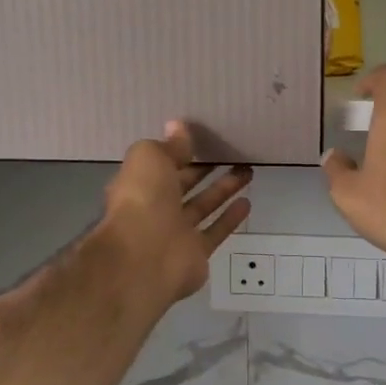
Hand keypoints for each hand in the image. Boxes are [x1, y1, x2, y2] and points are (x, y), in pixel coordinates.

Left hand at [100, 122, 253, 304]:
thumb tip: (178, 127)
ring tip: (246, 171)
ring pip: (203, 206)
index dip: (181, 152)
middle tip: (230, 153)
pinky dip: (230, 218)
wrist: (145, 257)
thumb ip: (168, 145)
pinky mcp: (196, 253)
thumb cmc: (142, 199)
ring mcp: (176, 233)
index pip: (162, 165)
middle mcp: (155, 209)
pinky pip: (215, 231)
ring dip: (223, 189)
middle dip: (204, 170)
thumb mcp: (150, 158)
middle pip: (183, 185)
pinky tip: (247, 202)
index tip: (203, 139)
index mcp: (138, 185)